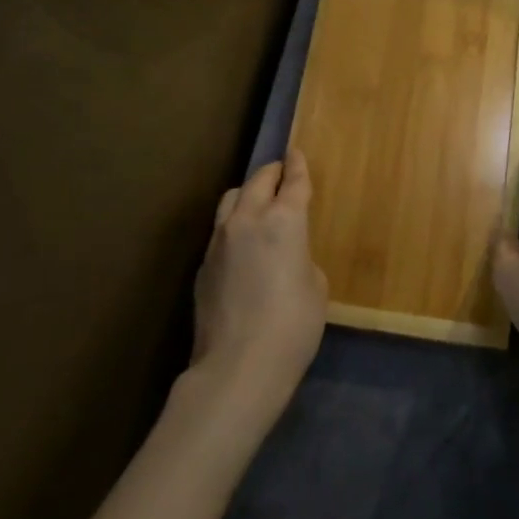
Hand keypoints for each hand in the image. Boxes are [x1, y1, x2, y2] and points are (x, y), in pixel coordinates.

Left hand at [189, 151, 327, 425]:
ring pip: (231, 200)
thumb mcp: (315, 286)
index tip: (296, 152)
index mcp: (284, 219)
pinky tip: (242, 247)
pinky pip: (220, 231)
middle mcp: (248, 219)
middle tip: (281, 173)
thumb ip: (301, 258)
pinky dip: (234, 226)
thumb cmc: (292, 326)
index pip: (293, 180)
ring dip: (247, 195)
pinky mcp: (203, 265)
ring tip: (257, 205)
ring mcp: (219, 240)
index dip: (298, 165)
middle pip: (258, 181)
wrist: (238, 367)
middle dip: (272, 173)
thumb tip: (286, 257)